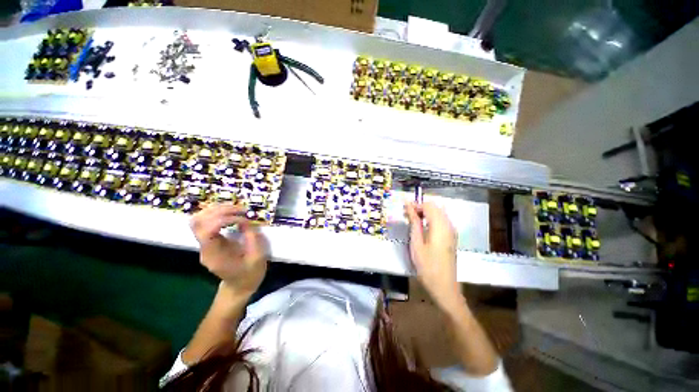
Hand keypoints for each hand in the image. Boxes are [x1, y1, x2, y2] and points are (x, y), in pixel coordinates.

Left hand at [190, 203, 267, 296]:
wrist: (240, 286)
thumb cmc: (250, 274)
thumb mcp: (257, 258)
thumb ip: (252, 238)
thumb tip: (246, 220)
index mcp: (214, 255)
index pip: (207, 230)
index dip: (224, 219)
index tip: (243, 220)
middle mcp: (205, 247)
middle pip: (198, 221)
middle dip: (221, 211)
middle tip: (242, 211)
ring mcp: (205, 243)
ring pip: (200, 218)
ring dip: (219, 209)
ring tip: (238, 210)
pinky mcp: (211, 239)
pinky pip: (208, 220)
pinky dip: (219, 212)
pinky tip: (234, 213)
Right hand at [404, 202, 462, 311]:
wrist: (444, 287)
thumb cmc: (427, 266)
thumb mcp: (416, 243)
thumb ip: (414, 222)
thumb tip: (408, 205)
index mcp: (440, 226)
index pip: (428, 205)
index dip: (415, 205)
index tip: (404, 211)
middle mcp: (449, 225)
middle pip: (435, 207)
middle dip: (420, 208)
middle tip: (407, 216)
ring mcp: (452, 231)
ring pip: (439, 213)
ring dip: (425, 213)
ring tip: (413, 222)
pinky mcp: (452, 237)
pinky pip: (442, 220)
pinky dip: (431, 219)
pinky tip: (423, 228)